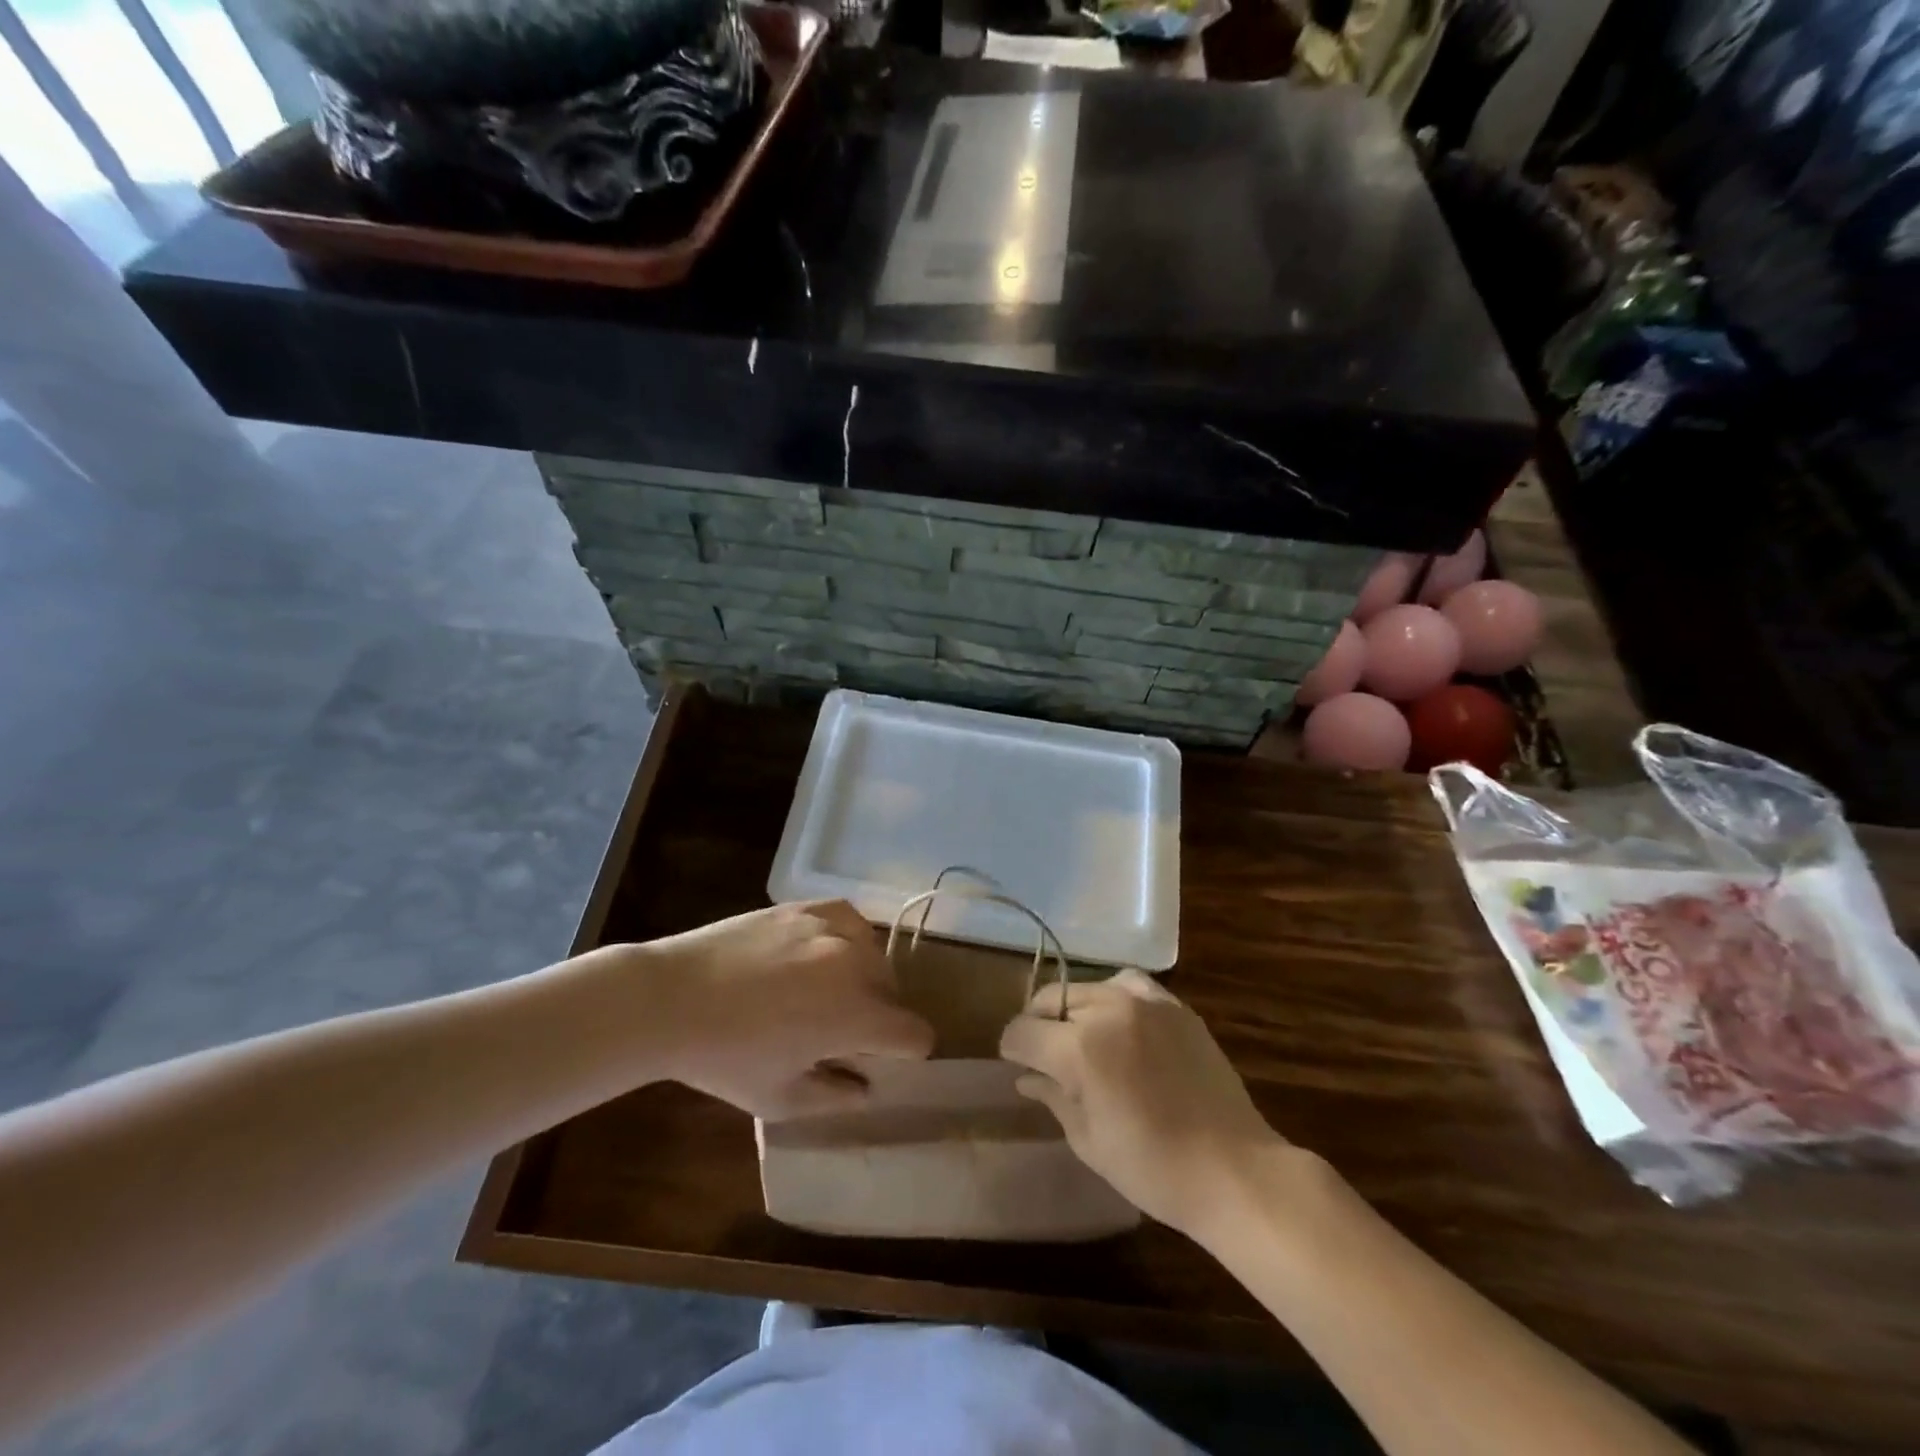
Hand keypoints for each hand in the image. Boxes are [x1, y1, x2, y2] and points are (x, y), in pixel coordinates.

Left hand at [641, 901, 934, 1119]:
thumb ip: (837, 1098)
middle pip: (895, 993)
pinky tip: (821, 952)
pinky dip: (846, 939)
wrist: (670, 997)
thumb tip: (867, 1086)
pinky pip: (850, 920)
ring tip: (825, 990)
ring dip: (863, 977)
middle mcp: (856, 963)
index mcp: (857, 1015)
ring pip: (874, 955)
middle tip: (840, 1031)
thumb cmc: (725, 1057)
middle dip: (879, 1016)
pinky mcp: (807, 907)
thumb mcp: (781, 1098)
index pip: (916, 1034)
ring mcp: (832, 927)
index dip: (907, 1054)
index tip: (882, 1061)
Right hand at [999, 970, 1284, 1236]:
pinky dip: (1114, 997)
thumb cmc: (1153, 1168)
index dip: (1011, 1048)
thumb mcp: (1089, 1141)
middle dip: (1039, 1024)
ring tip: (1082, 1038)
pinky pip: (1130, 985)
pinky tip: (1120, 1024)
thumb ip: (1052, 1098)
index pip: (1023, 1031)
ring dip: (1075, 1009)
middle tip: (1044, 1055)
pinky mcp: (1174, 1006)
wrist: (1234, 1169)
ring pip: (1088, 987)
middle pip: (1052, 999)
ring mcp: (1145, 1003)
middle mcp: (1107, 1011)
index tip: (1015, 1063)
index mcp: (1080, 1049)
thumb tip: (1026, 1078)